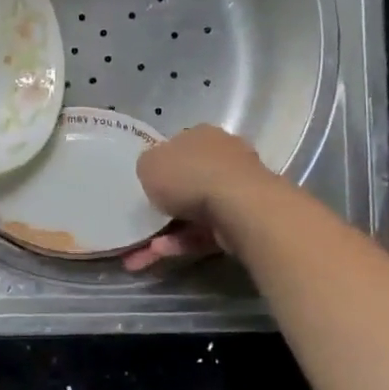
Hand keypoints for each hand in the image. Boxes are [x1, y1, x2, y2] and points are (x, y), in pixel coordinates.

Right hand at [123, 125, 275, 271]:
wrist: (238, 206)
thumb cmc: (189, 175)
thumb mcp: (148, 164)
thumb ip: (148, 167)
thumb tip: (155, 174)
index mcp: (201, 136)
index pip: (178, 147)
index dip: (160, 166)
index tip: (146, 186)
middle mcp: (223, 157)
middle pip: (189, 180)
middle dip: (165, 205)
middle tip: (143, 221)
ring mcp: (238, 189)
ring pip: (196, 211)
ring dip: (168, 231)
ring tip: (143, 252)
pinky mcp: (245, 219)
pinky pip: (207, 231)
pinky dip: (184, 242)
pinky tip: (161, 253)